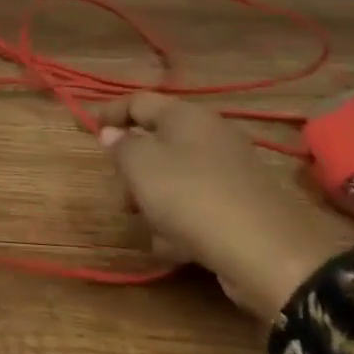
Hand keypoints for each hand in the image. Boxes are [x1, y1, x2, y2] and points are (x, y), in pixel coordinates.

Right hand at [96, 92, 350, 321]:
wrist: (266, 252)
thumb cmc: (190, 196)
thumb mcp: (139, 165)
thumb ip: (120, 145)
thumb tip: (114, 133)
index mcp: (186, 116)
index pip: (138, 100)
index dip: (109, 112)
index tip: (86, 129)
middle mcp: (211, 135)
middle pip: (158, 140)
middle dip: (133, 165)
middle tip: (118, 189)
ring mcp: (230, 170)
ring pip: (176, 174)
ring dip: (154, 196)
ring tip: (145, 224)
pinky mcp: (242, 204)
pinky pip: (197, 203)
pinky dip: (179, 219)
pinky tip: (171, 244)